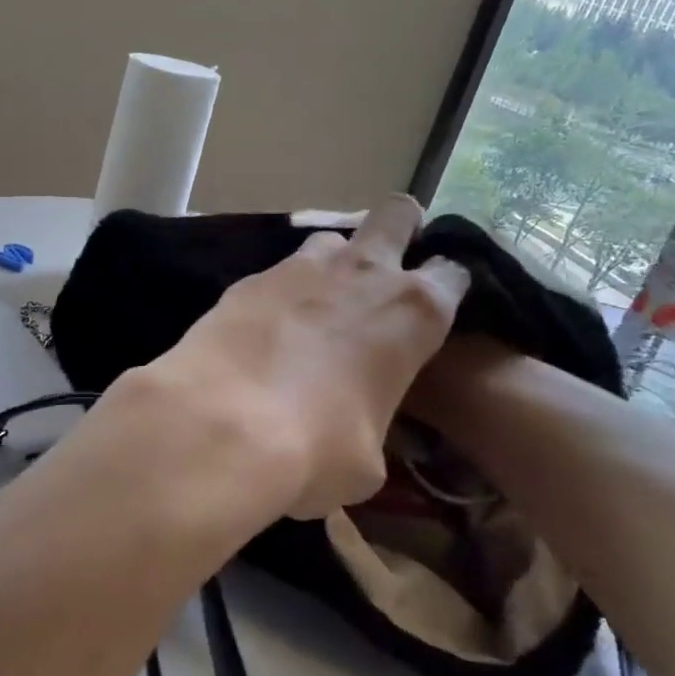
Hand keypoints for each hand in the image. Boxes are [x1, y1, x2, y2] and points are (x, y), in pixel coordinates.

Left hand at [145, 195, 467, 518]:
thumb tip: (350, 431)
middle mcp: (362, 273)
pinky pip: (274, 275)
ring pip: (329, 240)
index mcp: (413, 313)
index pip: (453, 273)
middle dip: (399, 229)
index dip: (446, 285)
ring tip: (317, 305)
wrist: (221, 425)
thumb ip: (370, 423)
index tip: (434, 306)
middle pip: (396, 215)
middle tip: (385, 267)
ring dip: (331, 265)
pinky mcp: (245, 280)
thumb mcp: (367, 461)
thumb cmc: (317, 451)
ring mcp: (298, 268)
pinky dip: (276, 296)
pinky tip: (262, 331)